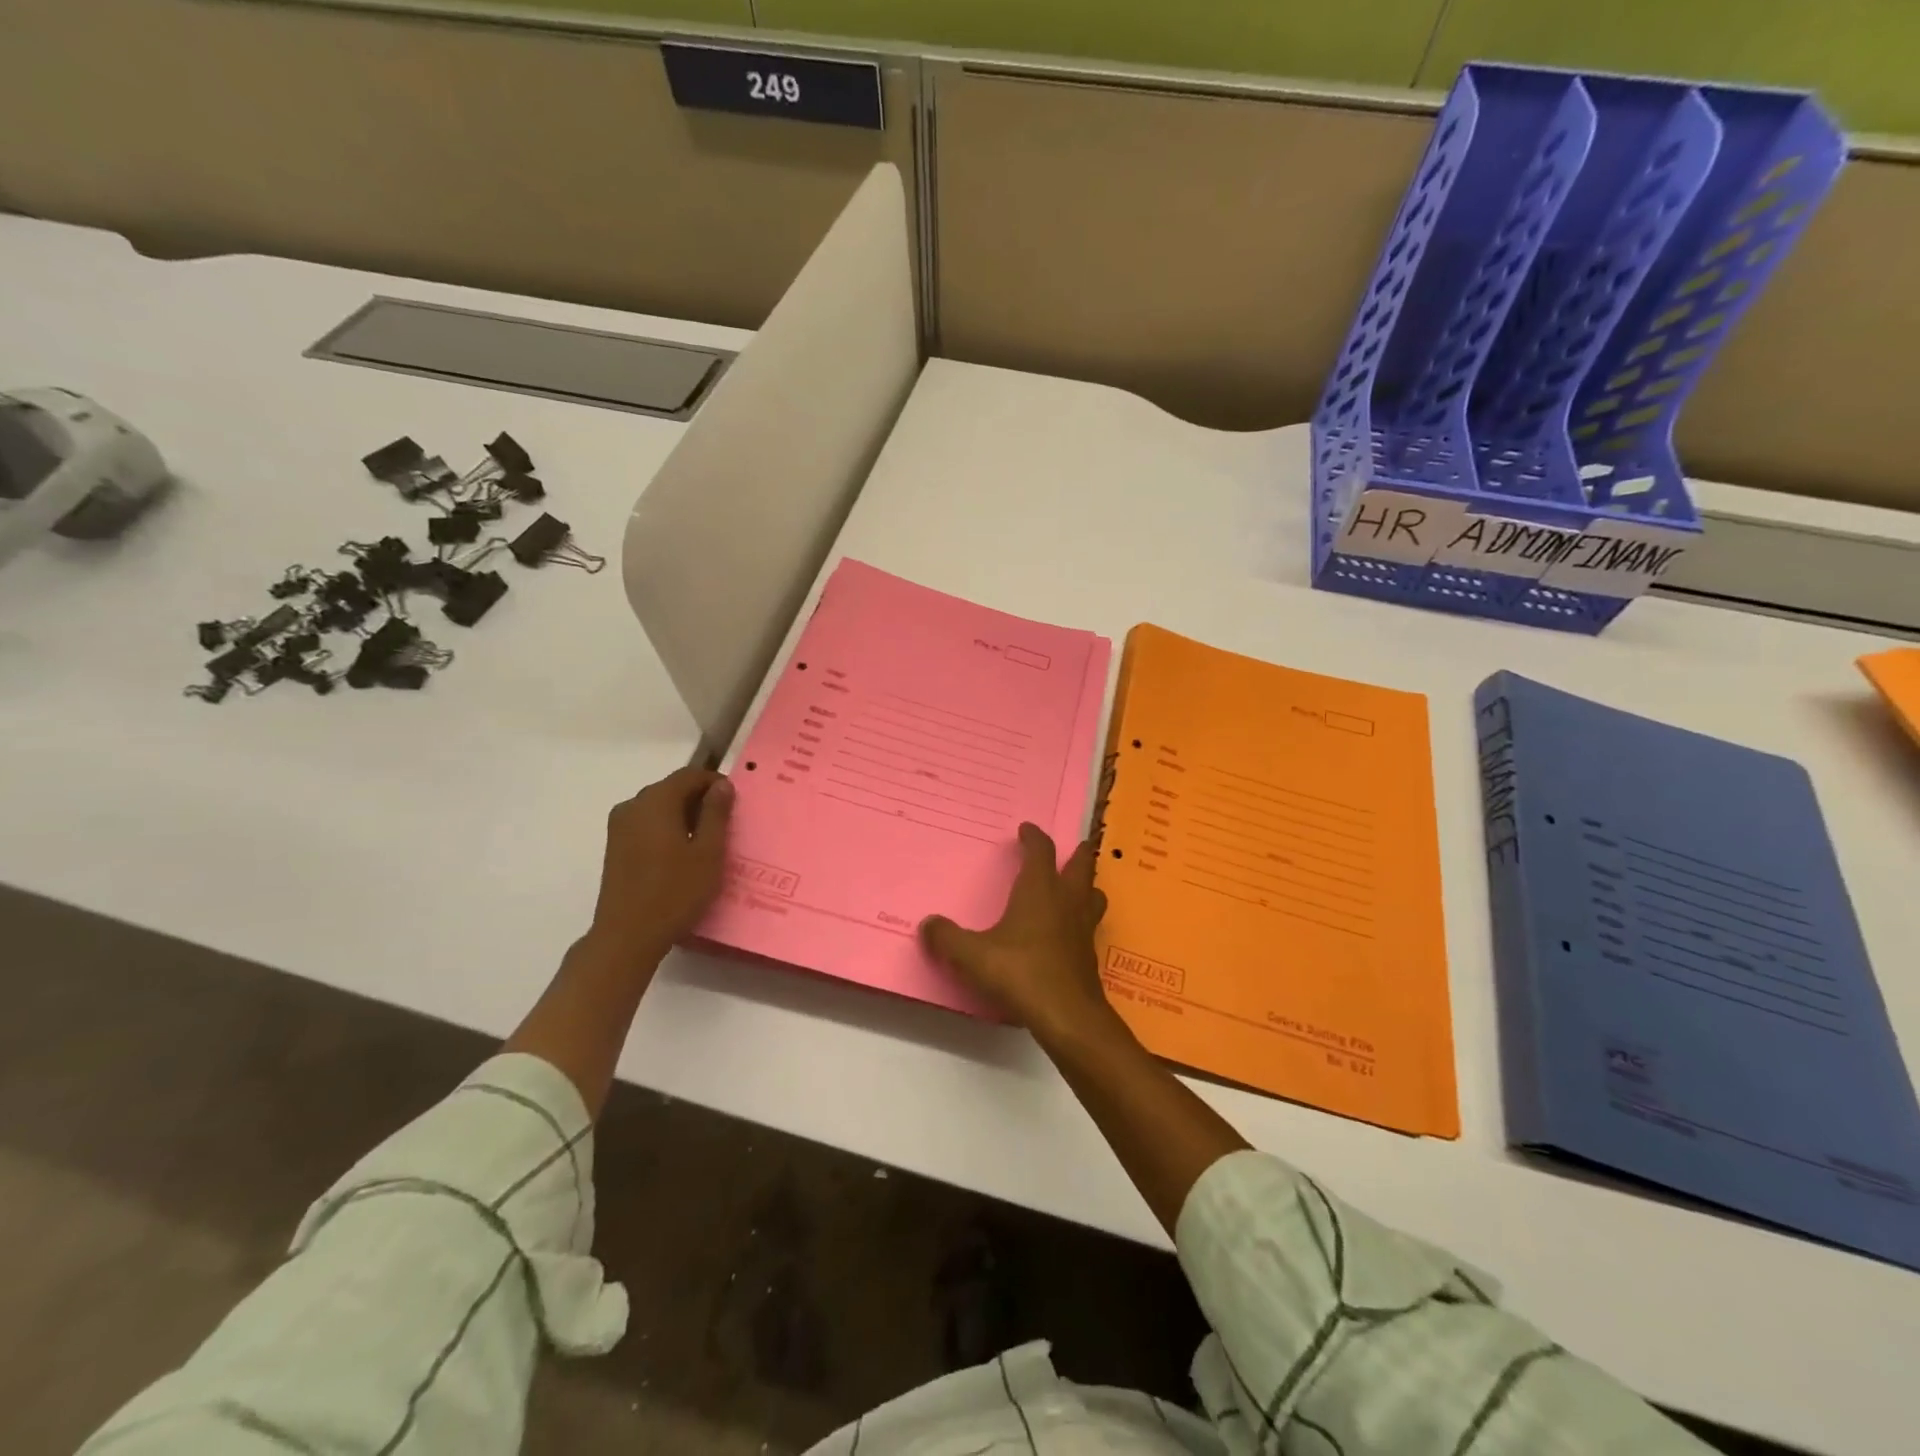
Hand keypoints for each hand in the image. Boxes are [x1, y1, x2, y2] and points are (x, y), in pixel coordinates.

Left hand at [588, 767, 733, 961]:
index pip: (689, 775)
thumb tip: (722, 785)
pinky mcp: (615, 847)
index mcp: (656, 801)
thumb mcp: (708, 852)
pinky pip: (646, 825)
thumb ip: (716, 813)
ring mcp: (619, 827)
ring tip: (705, 842)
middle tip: (724, 823)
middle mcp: (633, 806)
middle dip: (699, 799)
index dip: (714, 782)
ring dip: (683, 815)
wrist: (627, 936)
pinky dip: (666, 829)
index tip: (735, 801)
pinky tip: (681, 855)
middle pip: (671, 789)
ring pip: (658, 808)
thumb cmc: (675, 892)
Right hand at [920, 823, 1121, 1044]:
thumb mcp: (973, 956)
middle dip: (1078, 853)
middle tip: (1074, 847)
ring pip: (1093, 894)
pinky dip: (1082, 918)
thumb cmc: (1020, 972)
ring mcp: (1083, 927)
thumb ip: (948, 938)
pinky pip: (1090, 924)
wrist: (1067, 1015)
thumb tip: (928, 924)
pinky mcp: (1089, 954)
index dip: (1034, 837)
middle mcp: (1066, 900)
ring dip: (1087, 885)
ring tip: (1077, 887)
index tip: (1026, 829)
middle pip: (1082, 865)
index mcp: (1040, 889)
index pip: (1041, 851)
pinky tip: (1069, 932)